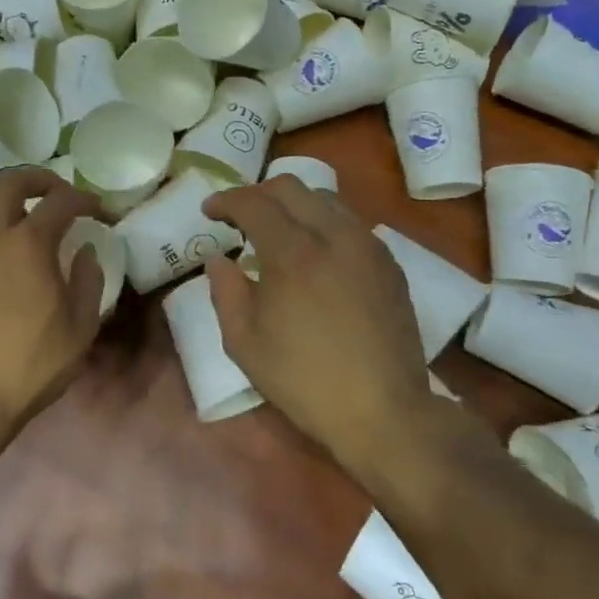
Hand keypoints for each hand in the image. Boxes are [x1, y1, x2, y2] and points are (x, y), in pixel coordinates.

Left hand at [0, 168, 104, 430]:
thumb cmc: (29, 366)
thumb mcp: (80, 329)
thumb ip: (89, 281)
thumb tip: (85, 251)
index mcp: (28, 244)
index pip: (61, 201)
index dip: (84, 198)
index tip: (96, 210)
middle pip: (11, 181)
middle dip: (39, 179)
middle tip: (55, 193)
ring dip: (1, 197)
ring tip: (15, 215)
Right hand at [202, 179, 438, 476]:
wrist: (383, 411)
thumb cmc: (304, 380)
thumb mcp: (244, 343)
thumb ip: (225, 291)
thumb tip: (218, 259)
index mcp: (293, 253)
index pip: (253, 203)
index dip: (225, 200)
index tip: (209, 212)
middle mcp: (334, 235)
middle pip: (291, 187)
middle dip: (257, 193)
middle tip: (238, 217)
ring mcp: (367, 245)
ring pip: (325, 199)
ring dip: (292, 204)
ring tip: (277, 231)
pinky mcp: (388, 263)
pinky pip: (350, 223)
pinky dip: (322, 223)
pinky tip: (314, 253)